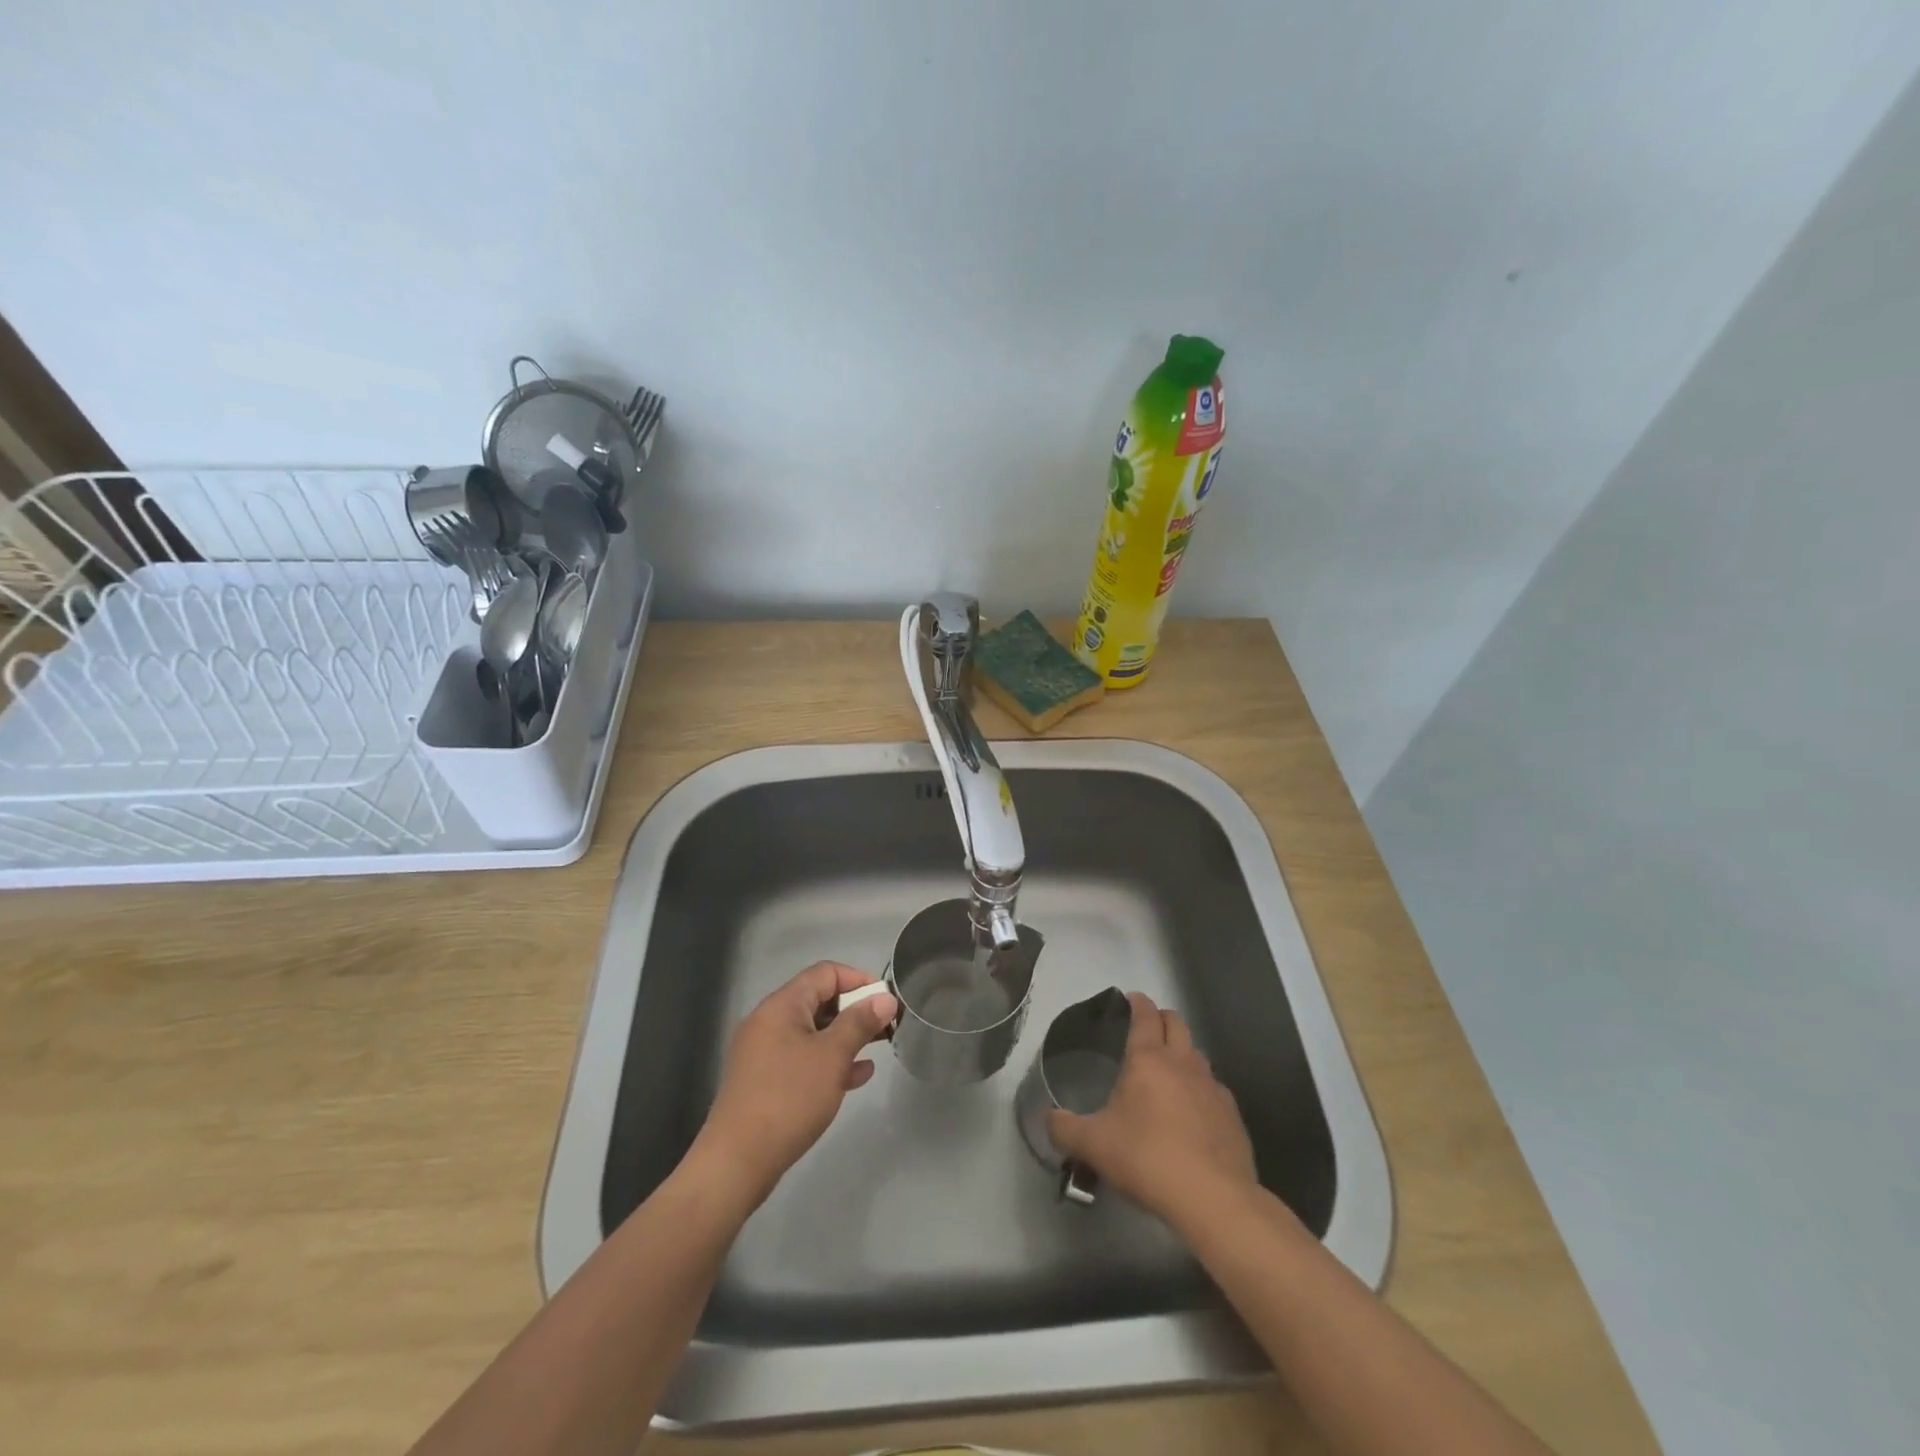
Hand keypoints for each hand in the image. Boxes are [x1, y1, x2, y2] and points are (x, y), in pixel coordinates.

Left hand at [691, 962, 897, 1207]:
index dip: (859, 980)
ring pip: (812, 1032)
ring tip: (875, 1051)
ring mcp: (763, 1052)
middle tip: (885, 1028)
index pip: (825, 973)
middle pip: (818, 1000)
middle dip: (854, 1011)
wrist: (738, 1161)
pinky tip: (855, 1078)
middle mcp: (768, 1021)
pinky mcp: (763, 1081)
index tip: (885, 1001)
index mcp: (782, 1005)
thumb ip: (860, 1022)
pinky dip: (828, 1062)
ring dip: (844, 1038)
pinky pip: (801, 1058)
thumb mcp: (832, 1056)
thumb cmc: (789, 1098)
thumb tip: (885, 998)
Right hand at [1047, 991, 1258, 1229]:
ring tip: (1168, 1071)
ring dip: (1183, 1053)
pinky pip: (1214, 1089)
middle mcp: (1183, 1063)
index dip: (1138, 1003)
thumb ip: (1065, 1129)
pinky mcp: (1232, 1116)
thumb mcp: (1093, 1145)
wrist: (1213, 1198)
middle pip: (1177, 1023)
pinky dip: (1201, 1090)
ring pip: (1198, 1055)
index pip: (1145, 1016)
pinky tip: (1193, 1112)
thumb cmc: (1147, 1158)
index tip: (1131, 998)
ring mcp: (1212, 1088)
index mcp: (1148, 1059)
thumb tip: (1048, 1119)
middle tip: (1148, 1027)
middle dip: (1162, 1018)